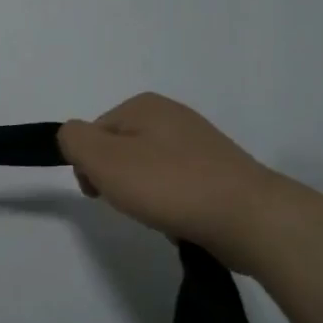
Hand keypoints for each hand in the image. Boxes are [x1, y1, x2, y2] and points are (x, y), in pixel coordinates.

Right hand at [59, 94, 279, 262]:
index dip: (87, 166)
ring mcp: (199, 143)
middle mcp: (172, 115)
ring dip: (142, 194)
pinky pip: (175, 185)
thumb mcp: (102, 158)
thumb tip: (72, 137)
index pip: (91, 135)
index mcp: (143, 104)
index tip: (100, 192)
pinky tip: (180, 218)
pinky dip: (170, 203)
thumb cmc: (168, 185)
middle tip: (131, 203)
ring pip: (145, 170)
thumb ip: (73, 140)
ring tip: (159, 213)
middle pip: (118, 150)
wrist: (249, 218)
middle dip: (115, 180)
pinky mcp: (218, 171)